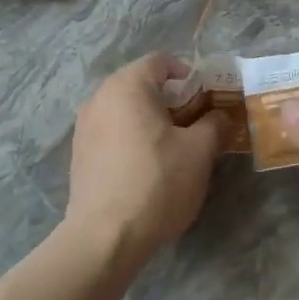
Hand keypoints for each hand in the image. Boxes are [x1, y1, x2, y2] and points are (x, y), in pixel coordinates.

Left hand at [68, 55, 228, 265]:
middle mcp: (99, 98)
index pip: (161, 61)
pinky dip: (132, 139)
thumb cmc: (156, 182)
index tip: (206, 99)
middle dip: (171, 100)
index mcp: (127, 86)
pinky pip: (112, 133)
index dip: (188, 74)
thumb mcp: (199, 151)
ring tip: (174, 148)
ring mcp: (84, 127)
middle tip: (196, 124)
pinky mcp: (79, 155)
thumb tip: (219, 116)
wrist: (104, 237)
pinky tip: (147, 168)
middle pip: (141, 85)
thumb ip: (214, 124)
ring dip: (151, 121)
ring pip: (126, 111)